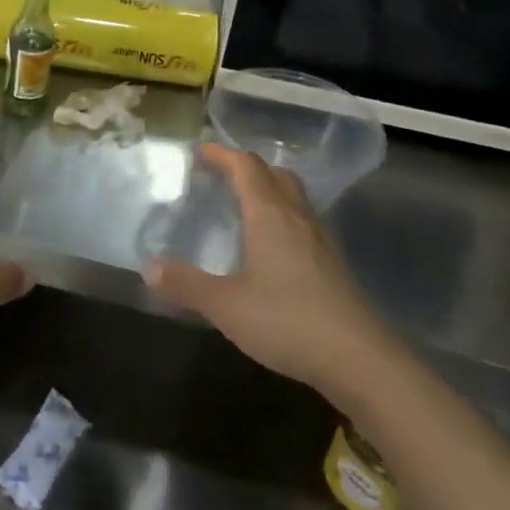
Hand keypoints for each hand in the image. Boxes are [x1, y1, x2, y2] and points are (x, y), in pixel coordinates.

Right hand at [146, 144, 381, 396]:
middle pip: (274, 175)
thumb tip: (150, 268)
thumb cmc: (287, 321)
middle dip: (246, 167)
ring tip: (242, 204)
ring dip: (267, 190)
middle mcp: (296, 217)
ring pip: (292, 197)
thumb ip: (187, 285)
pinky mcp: (331, 264)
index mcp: (269, 215)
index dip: (222, 154)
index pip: (246, 167)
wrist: (359, 359)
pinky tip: (270, 246)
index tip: (200, 151)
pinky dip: (281, 216)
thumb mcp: (225, 305)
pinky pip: (301, 221)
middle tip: (220, 174)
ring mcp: (319, 240)